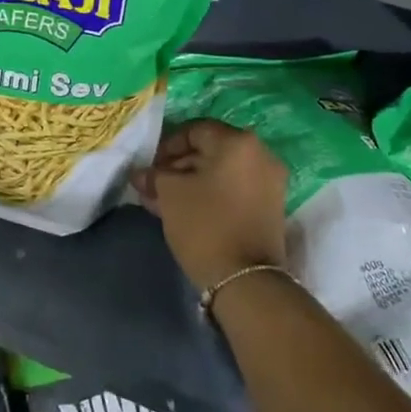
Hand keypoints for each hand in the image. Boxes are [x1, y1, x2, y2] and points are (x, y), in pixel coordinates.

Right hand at [131, 120, 287, 291]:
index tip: (150, 166)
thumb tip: (141, 174)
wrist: (246, 281)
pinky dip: (210, 194)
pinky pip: (233, 189)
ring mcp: (269, 182)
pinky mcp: (270, 207)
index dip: (167, 146)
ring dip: (191, 182)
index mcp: (238, 142)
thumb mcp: (170, 195)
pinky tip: (184, 209)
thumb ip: (154, 176)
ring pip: (221, 173)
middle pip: (210, 151)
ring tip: (163, 200)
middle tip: (153, 184)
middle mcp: (260, 155)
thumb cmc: (205, 224)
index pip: (195, 130)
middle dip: (178, 166)